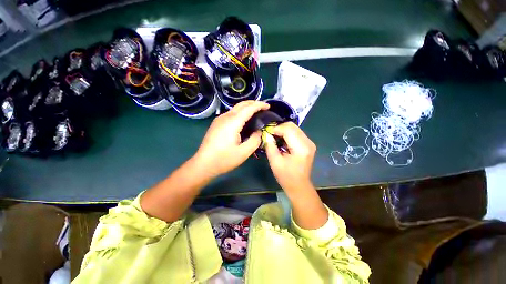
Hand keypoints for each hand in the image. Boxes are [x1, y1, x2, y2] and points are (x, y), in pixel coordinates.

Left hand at [194, 100, 269, 177]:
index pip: (248, 108)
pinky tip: (244, 120)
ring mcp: (219, 119)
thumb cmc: (224, 159)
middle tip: (263, 108)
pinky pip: (231, 113)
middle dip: (253, 103)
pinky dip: (240, 112)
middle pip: (241, 104)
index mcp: (233, 122)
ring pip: (235, 108)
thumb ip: (255, 140)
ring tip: (256, 113)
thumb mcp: (244, 153)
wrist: (203, 164)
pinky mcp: (216, 123)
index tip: (268, 106)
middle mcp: (225, 117)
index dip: (259, 105)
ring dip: (246, 107)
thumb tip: (259, 131)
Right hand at [264, 122, 316, 194]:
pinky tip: (281, 140)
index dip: (275, 129)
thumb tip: (266, 134)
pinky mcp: (308, 144)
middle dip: (279, 128)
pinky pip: (296, 133)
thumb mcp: (275, 162)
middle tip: (269, 134)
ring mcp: (309, 143)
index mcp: (301, 147)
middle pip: (292, 126)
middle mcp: (308, 142)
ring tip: (274, 137)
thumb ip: (270, 146)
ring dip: (283, 130)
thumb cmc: (286, 176)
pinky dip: (287, 134)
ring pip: (294, 128)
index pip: (288, 129)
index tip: (266, 132)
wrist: (299, 186)